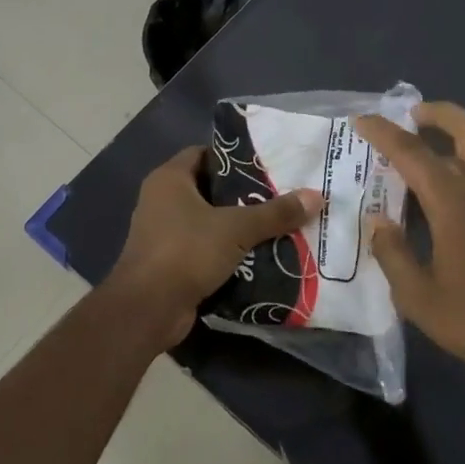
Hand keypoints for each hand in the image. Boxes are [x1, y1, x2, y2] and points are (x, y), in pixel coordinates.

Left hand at [106, 145, 321, 347]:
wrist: (148, 309)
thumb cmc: (186, 252)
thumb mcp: (237, 228)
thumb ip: (276, 212)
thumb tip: (317, 195)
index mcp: (169, 180)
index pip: (204, 154)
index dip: (235, 157)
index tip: (269, 165)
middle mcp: (161, 201)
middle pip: (210, 189)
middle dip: (244, 195)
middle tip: (282, 196)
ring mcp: (163, 234)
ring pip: (209, 222)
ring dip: (239, 226)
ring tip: (279, 225)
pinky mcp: (170, 263)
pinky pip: (205, 249)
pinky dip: (228, 251)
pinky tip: (260, 256)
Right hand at [355, 102, 464, 380]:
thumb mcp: (418, 296)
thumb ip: (394, 254)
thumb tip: (380, 223)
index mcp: (456, 204)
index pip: (413, 153)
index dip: (384, 133)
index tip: (362, 120)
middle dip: (441, 114)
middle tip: (413, 114)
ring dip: (456, 139)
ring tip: (425, 151)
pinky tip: (447, 195)